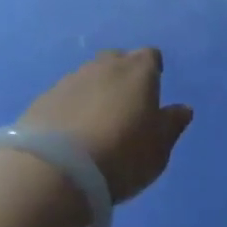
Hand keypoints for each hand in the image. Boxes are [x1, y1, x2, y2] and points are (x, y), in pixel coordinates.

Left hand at [23, 48, 193, 202]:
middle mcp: (103, 66)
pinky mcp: (43, 98)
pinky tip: (68, 134)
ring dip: (93, 92)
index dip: (152, 71)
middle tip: (124, 107)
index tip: (152, 91)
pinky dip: (70, 108)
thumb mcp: (158, 148)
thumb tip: (183, 109)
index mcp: (138, 71)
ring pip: (88, 77)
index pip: (150, 56)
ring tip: (94, 124)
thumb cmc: (122, 155)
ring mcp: (70, 79)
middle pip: (117, 60)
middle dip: (121, 77)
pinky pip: (64, 97)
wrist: (56, 170)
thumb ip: (171, 125)